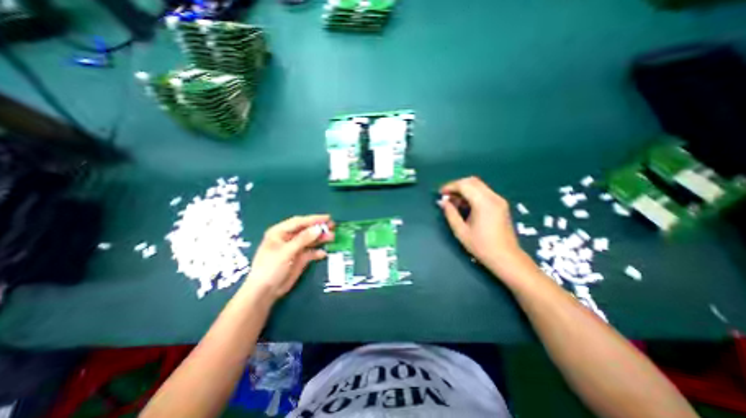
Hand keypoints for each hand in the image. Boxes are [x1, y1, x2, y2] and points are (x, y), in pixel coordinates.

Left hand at [244, 215, 333, 299]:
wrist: (265, 292)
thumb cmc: (270, 267)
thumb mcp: (286, 251)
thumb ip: (303, 239)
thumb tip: (319, 228)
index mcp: (280, 232)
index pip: (299, 222)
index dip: (314, 219)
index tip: (328, 217)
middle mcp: (288, 238)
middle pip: (306, 230)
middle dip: (319, 228)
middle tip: (333, 226)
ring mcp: (295, 248)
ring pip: (310, 240)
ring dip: (320, 238)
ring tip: (332, 237)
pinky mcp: (300, 258)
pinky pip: (311, 252)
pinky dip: (317, 252)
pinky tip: (324, 253)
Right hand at [439, 176, 529, 273]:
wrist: (506, 258)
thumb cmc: (481, 246)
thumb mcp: (461, 231)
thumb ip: (450, 213)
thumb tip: (442, 201)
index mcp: (483, 203)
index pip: (464, 185)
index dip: (450, 186)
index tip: (440, 193)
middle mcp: (493, 197)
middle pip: (472, 181)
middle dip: (457, 185)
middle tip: (446, 196)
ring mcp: (499, 200)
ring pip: (478, 185)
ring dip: (464, 189)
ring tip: (454, 202)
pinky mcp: (501, 204)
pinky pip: (484, 192)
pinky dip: (472, 194)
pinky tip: (465, 205)